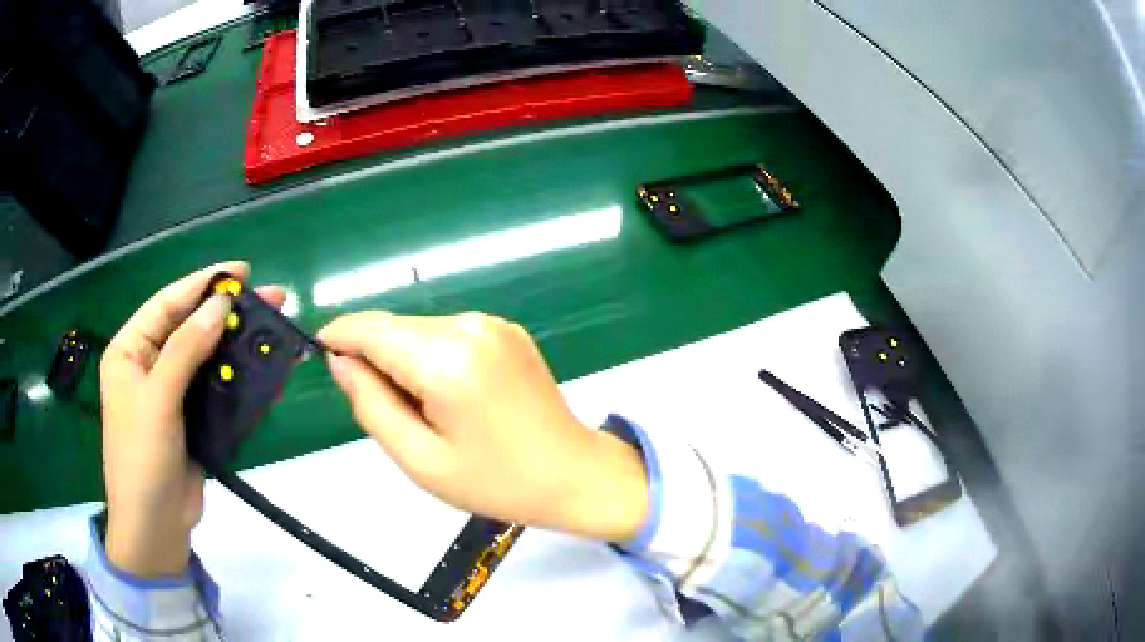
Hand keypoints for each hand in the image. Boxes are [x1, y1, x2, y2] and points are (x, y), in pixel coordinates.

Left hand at [100, 262, 283, 576]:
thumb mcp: (158, 399)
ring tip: (272, 330)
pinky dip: (239, 380)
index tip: (242, 271)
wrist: (155, 527)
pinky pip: (217, 389)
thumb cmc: (142, 459)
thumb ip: (186, 349)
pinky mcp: (192, 419)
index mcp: (130, 350)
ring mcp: (172, 394)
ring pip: (207, 358)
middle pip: (191, 327)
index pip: (167, 304)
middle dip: (227, 313)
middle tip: (270, 298)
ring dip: (238, 345)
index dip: (203, 285)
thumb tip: (221, 305)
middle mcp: (149, 365)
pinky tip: (264, 372)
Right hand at [318, 312, 648, 541]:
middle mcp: (469, 327)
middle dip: (374, 358)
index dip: (339, 337)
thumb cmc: (496, 482)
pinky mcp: (507, 330)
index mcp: (447, 360)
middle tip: (387, 411)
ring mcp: (492, 324)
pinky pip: (448, 334)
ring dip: (404, 359)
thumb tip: (340, 362)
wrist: (573, 474)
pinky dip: (432, 357)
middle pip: (395, 328)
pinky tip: (450, 396)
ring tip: (425, 411)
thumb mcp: (420, 460)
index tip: (321, 354)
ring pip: (419, 330)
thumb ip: (371, 405)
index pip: (372, 330)